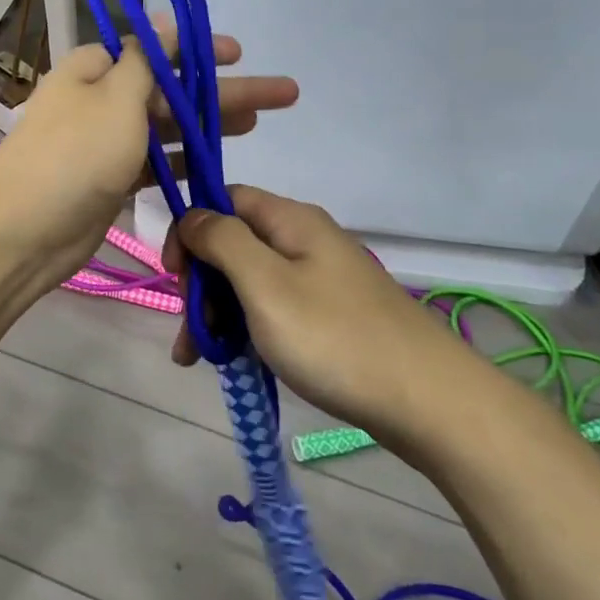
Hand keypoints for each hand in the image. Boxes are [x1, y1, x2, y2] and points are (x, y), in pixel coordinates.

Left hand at [0, 29, 297, 295]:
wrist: (24, 231)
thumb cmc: (75, 155)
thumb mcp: (117, 98)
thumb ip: (147, 61)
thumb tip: (162, 19)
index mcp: (95, 69)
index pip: (155, 50)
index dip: (199, 51)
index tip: (239, 54)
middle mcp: (101, 101)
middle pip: (172, 90)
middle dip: (223, 91)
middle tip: (281, 95)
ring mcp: (106, 144)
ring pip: (168, 128)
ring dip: (209, 126)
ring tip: (258, 124)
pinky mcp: (111, 182)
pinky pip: (156, 164)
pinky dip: (184, 162)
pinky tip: (218, 165)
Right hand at [164, 186, 462, 444]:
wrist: (426, 400)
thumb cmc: (334, 337)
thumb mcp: (265, 284)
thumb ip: (223, 241)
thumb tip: (193, 214)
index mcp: (291, 221)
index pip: (225, 199)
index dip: (192, 229)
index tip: (173, 275)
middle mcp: (306, 241)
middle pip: (236, 244)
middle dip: (202, 284)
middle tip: (189, 335)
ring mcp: (321, 280)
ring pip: (252, 282)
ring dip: (219, 313)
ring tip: (201, 359)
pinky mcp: (331, 316)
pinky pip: (275, 310)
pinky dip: (248, 330)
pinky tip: (235, 362)